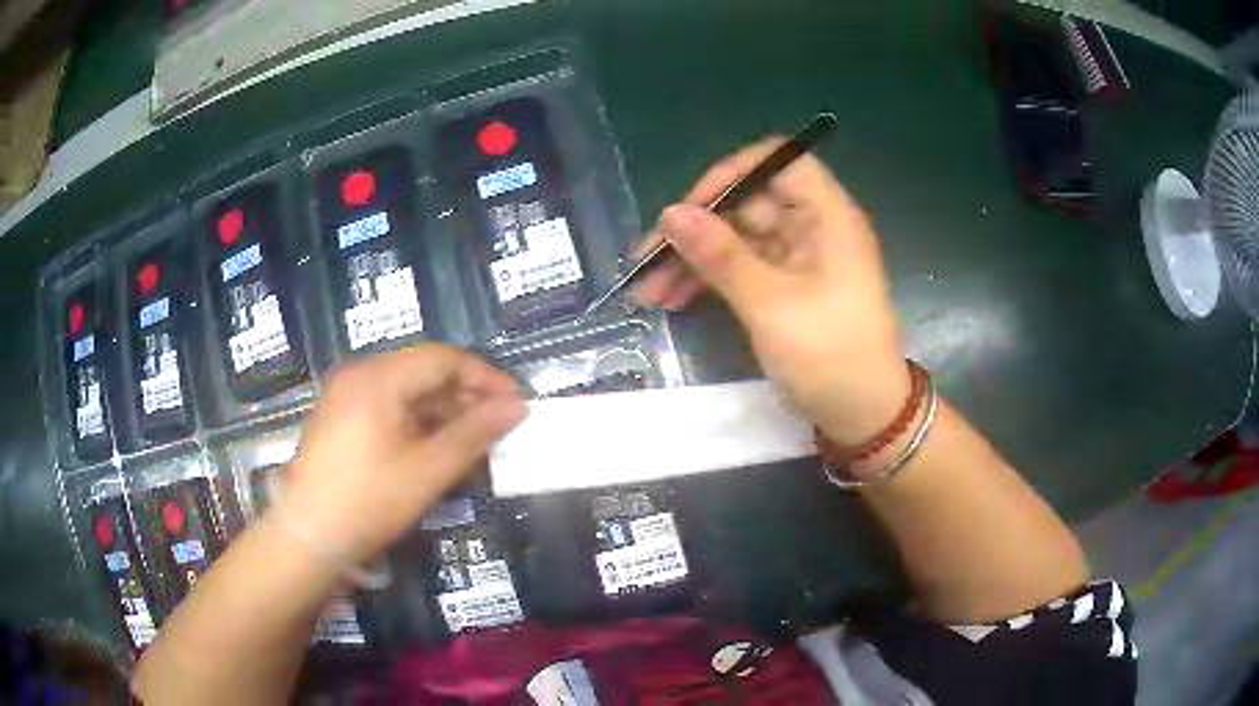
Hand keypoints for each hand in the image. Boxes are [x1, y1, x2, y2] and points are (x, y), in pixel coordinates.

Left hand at [281, 345, 526, 562]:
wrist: (308, 537)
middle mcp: (359, 375)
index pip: (443, 358)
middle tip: (498, 425)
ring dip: (442, 410)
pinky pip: (387, 406)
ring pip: (405, 390)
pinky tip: (434, 447)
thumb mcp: (428, 471)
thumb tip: (517, 407)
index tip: (516, 403)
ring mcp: (344, 395)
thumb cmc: (369, 502)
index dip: (485, 377)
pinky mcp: (338, 418)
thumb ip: (474, 434)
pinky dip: (416, 421)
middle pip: (423, 370)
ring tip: (472, 440)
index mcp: (378, 378)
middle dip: (465, 395)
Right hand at [633, 139, 907, 445]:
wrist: (864, 418)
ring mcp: (799, 259)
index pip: (776, 163)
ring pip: (737, 240)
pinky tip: (673, 300)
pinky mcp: (787, 288)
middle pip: (747, 205)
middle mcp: (813, 228)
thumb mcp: (770, 305)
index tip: (688, 207)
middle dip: (695, 230)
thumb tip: (671, 213)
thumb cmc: (830, 356)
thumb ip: (720, 255)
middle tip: (647, 262)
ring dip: (694, 261)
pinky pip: (742, 269)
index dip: (730, 174)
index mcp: (826, 216)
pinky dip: (710, 281)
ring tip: (647, 292)